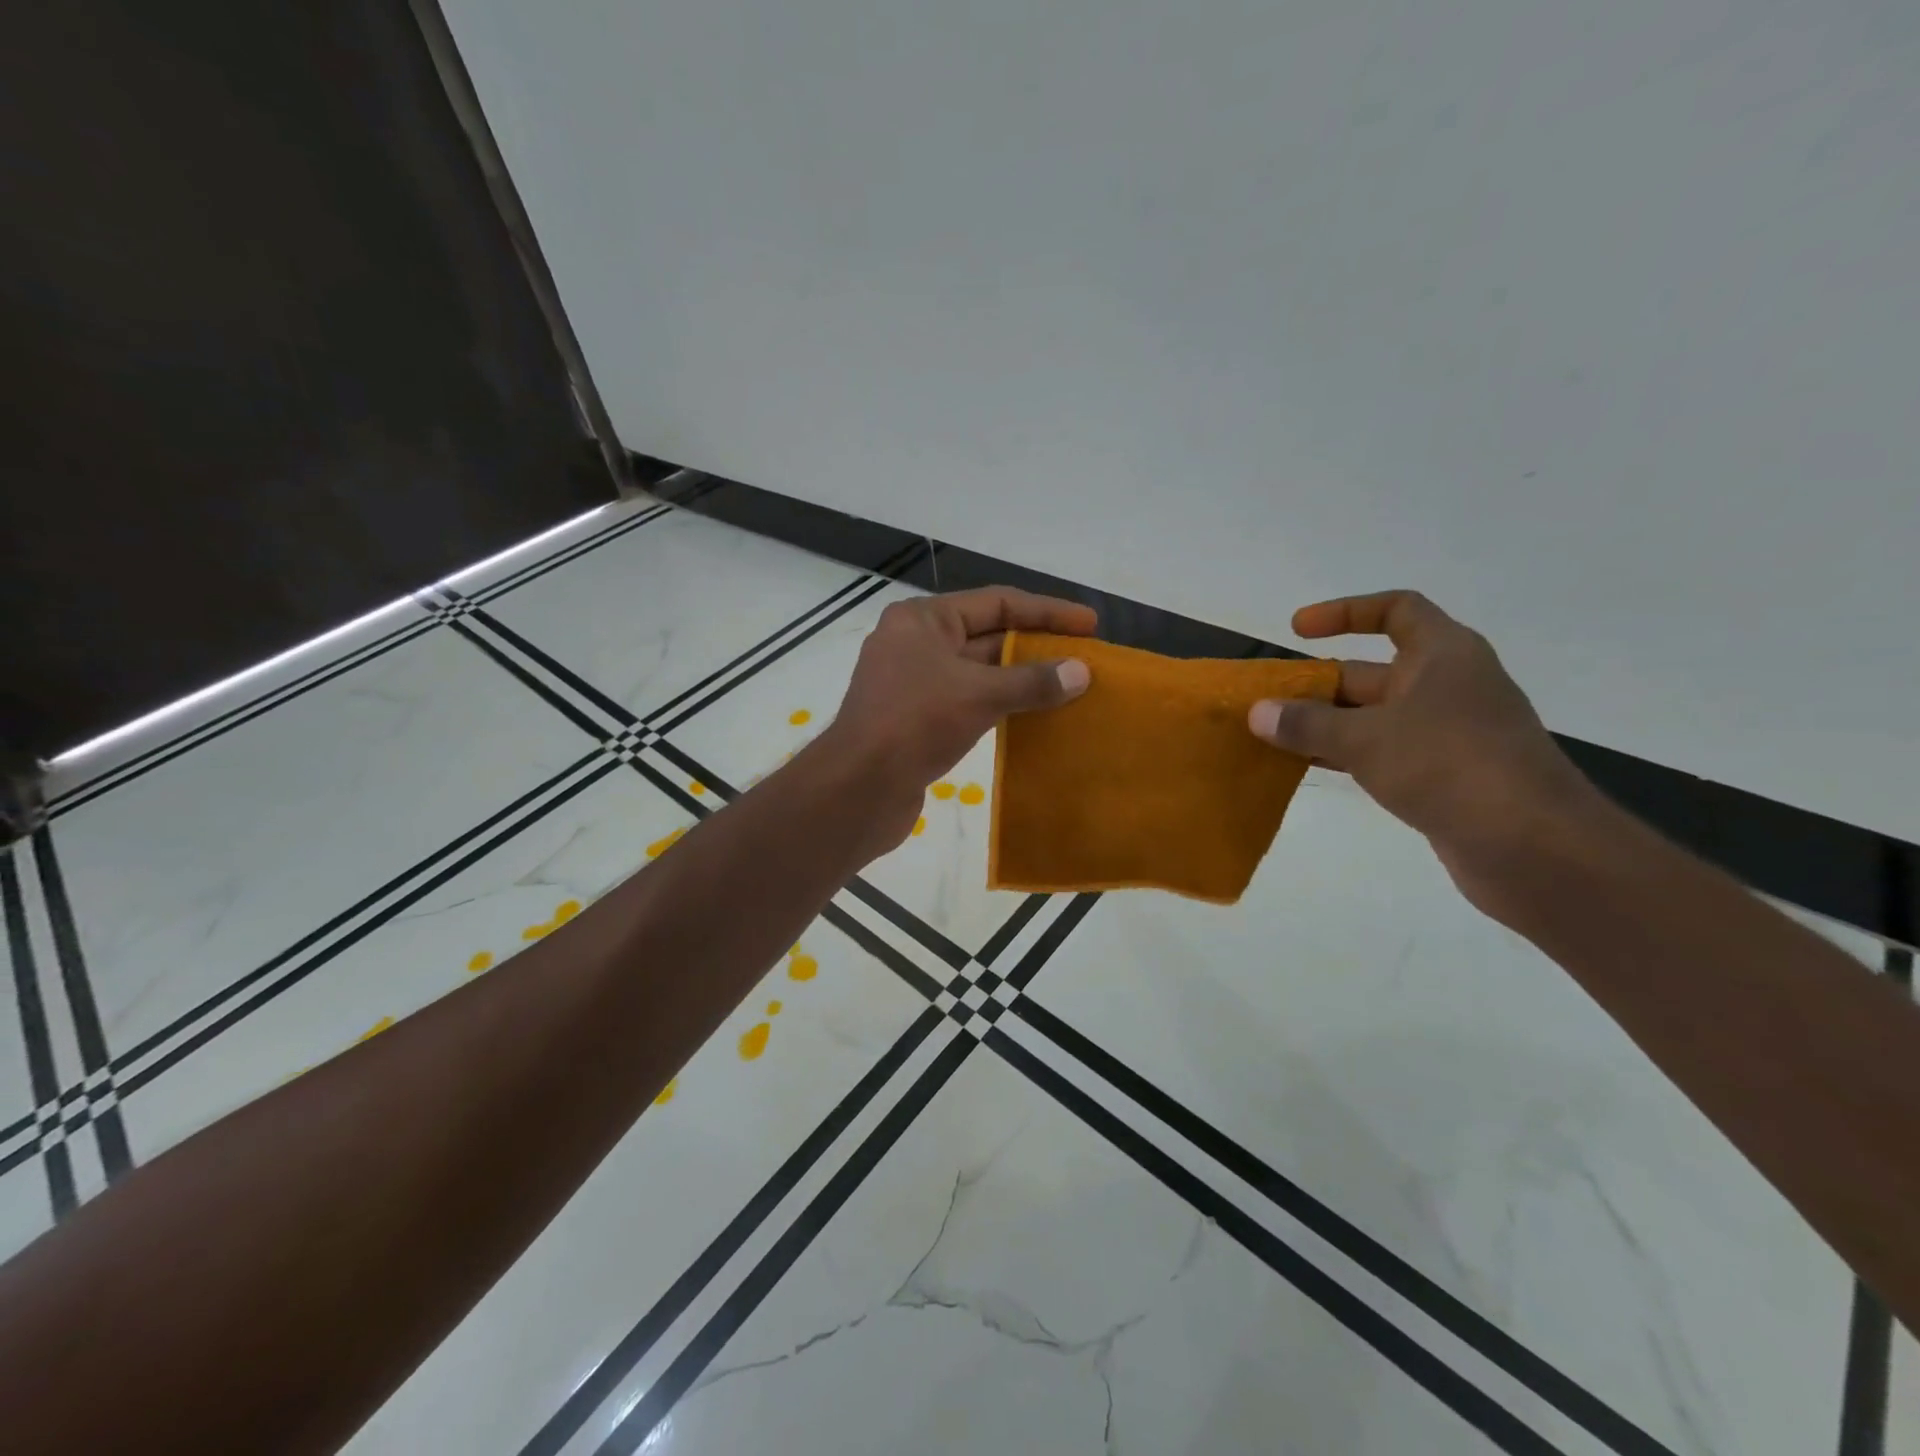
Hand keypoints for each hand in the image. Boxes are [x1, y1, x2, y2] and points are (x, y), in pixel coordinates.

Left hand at [824, 586, 1096, 852]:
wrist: (857, 789)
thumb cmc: (914, 724)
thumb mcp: (978, 694)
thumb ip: (1032, 681)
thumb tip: (1081, 672)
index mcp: (923, 620)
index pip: (996, 602)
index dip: (1047, 611)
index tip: (1090, 625)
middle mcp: (916, 644)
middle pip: (988, 635)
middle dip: (1037, 647)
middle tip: (1085, 659)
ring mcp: (914, 683)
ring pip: (979, 673)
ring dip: (1021, 679)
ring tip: (1069, 687)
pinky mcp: (916, 720)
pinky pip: (969, 702)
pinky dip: (1001, 706)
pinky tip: (1034, 717)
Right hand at [1246, 591, 1601, 908]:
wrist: (1535, 848)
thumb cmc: (1450, 767)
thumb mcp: (1366, 739)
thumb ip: (1306, 724)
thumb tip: (1257, 712)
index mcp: (1444, 655)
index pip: (1395, 610)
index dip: (1345, 612)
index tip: (1297, 630)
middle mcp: (1448, 686)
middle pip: (1372, 671)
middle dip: (1318, 684)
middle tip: (1267, 702)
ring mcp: (1449, 734)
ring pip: (1374, 717)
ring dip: (1326, 725)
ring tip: (1272, 737)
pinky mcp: (1446, 776)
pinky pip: (1384, 753)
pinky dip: (1346, 755)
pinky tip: (1308, 769)